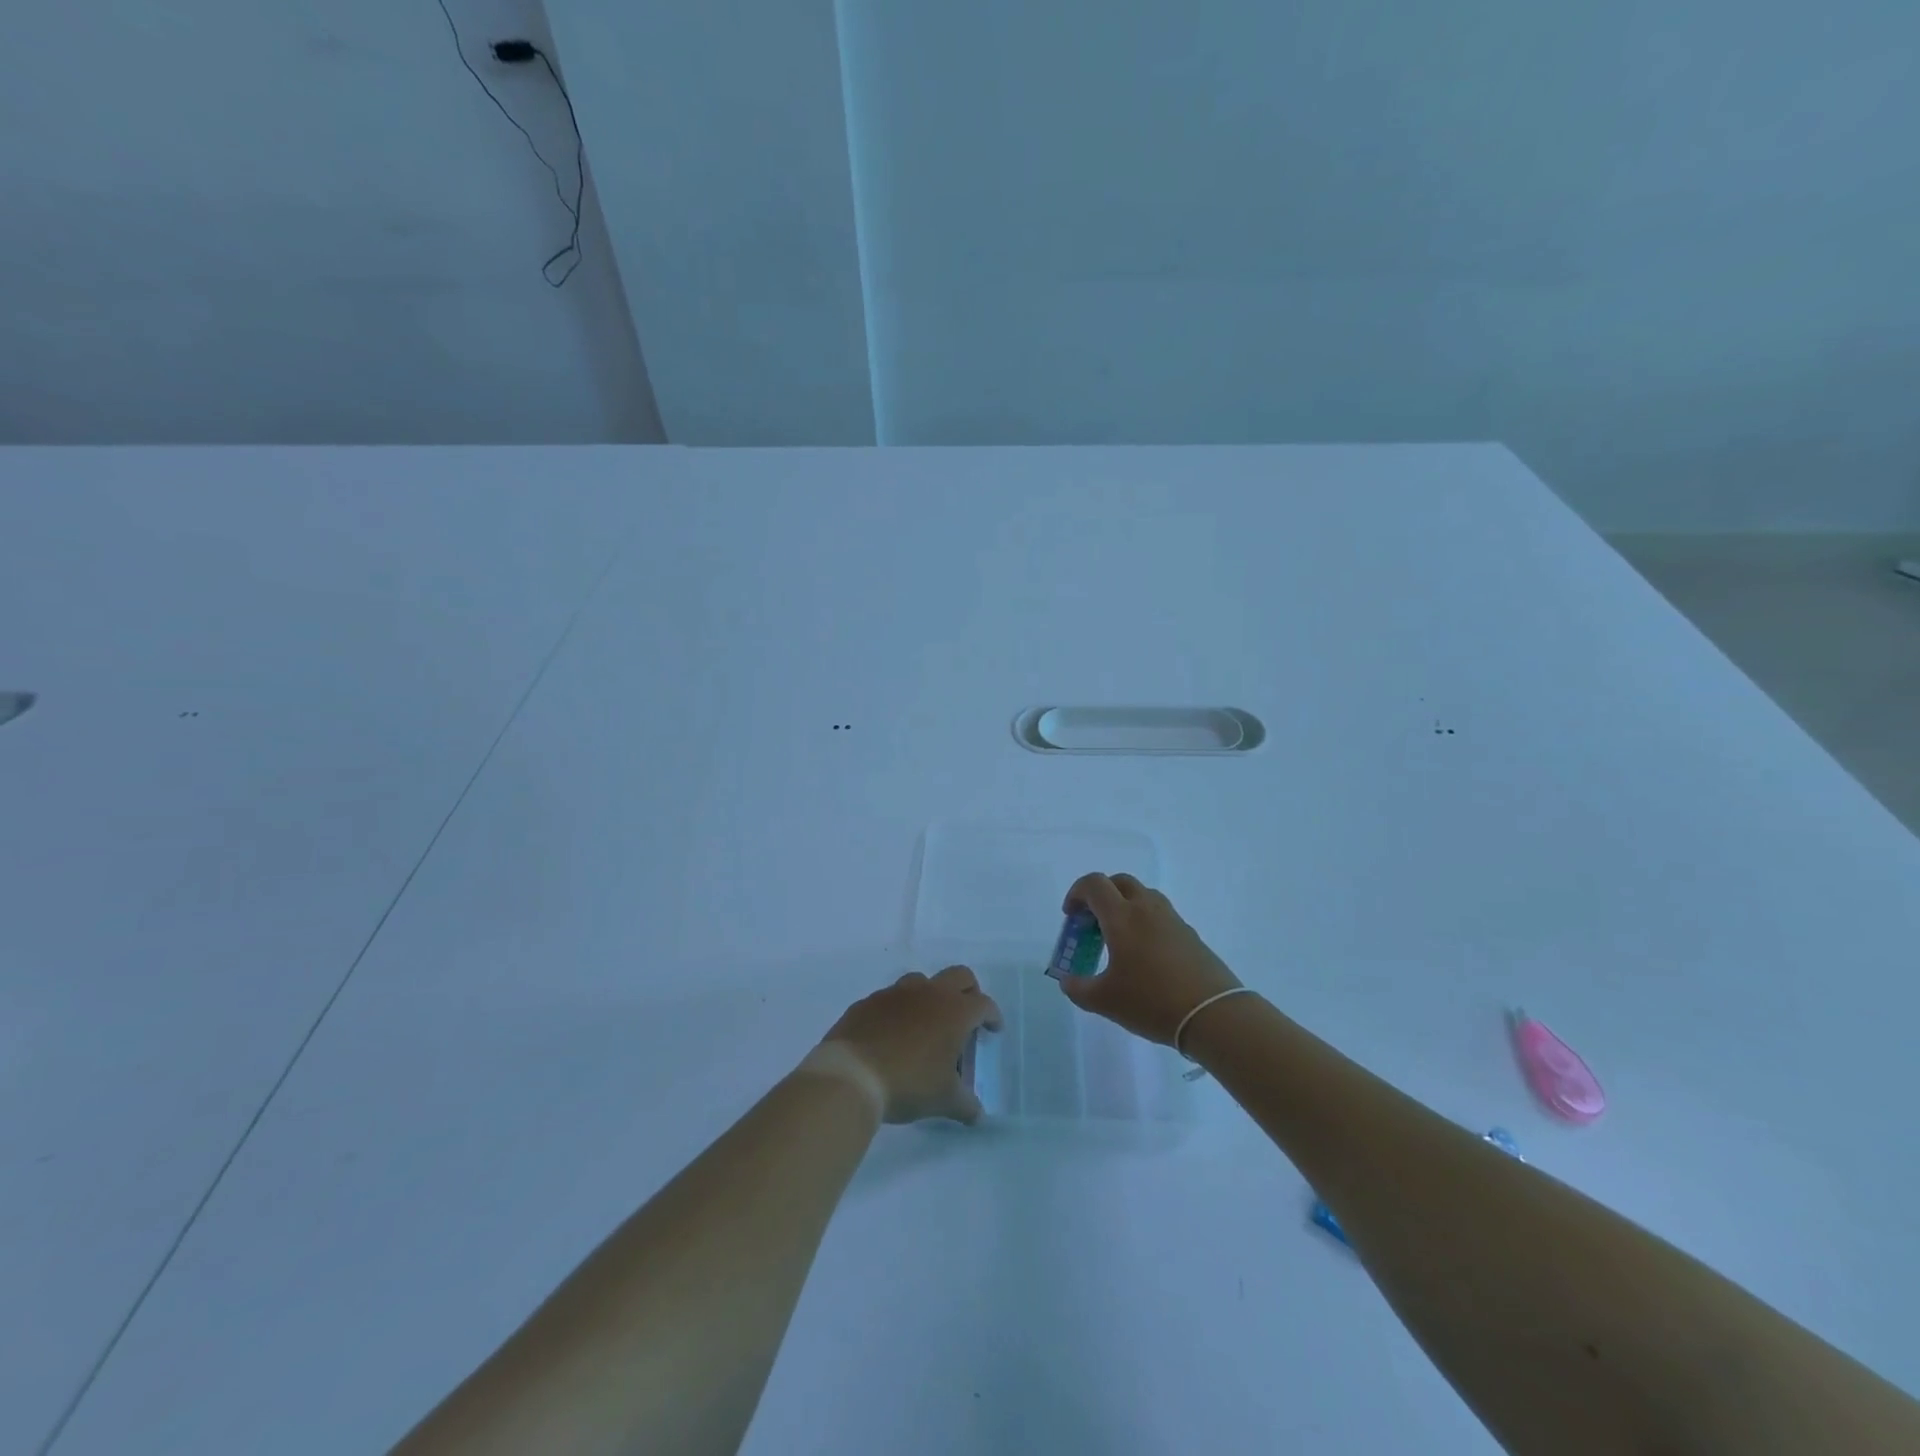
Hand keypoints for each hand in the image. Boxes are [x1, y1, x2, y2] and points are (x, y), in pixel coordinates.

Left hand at [820, 967, 1003, 1124]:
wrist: (852, 1074)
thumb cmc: (909, 1083)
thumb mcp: (944, 1100)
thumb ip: (966, 1105)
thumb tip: (978, 1114)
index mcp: (954, 1011)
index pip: (984, 1004)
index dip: (992, 1016)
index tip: (993, 1029)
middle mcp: (928, 992)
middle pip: (960, 976)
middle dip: (969, 992)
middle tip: (967, 1017)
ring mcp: (896, 993)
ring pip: (923, 981)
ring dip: (932, 996)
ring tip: (928, 1024)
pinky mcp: (869, 1001)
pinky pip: (891, 998)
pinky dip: (900, 1010)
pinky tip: (893, 1034)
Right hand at [1056, 873, 1242, 1045]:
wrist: (1213, 1014)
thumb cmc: (1152, 1001)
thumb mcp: (1105, 1001)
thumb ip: (1078, 989)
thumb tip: (1068, 981)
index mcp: (1121, 917)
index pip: (1094, 884)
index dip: (1076, 893)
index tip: (1071, 917)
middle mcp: (1146, 908)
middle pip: (1120, 882)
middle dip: (1101, 895)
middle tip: (1092, 923)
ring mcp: (1172, 919)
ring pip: (1143, 896)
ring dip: (1124, 906)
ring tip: (1118, 940)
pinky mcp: (1190, 934)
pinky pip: (1160, 915)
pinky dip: (1145, 922)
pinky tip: (1145, 956)